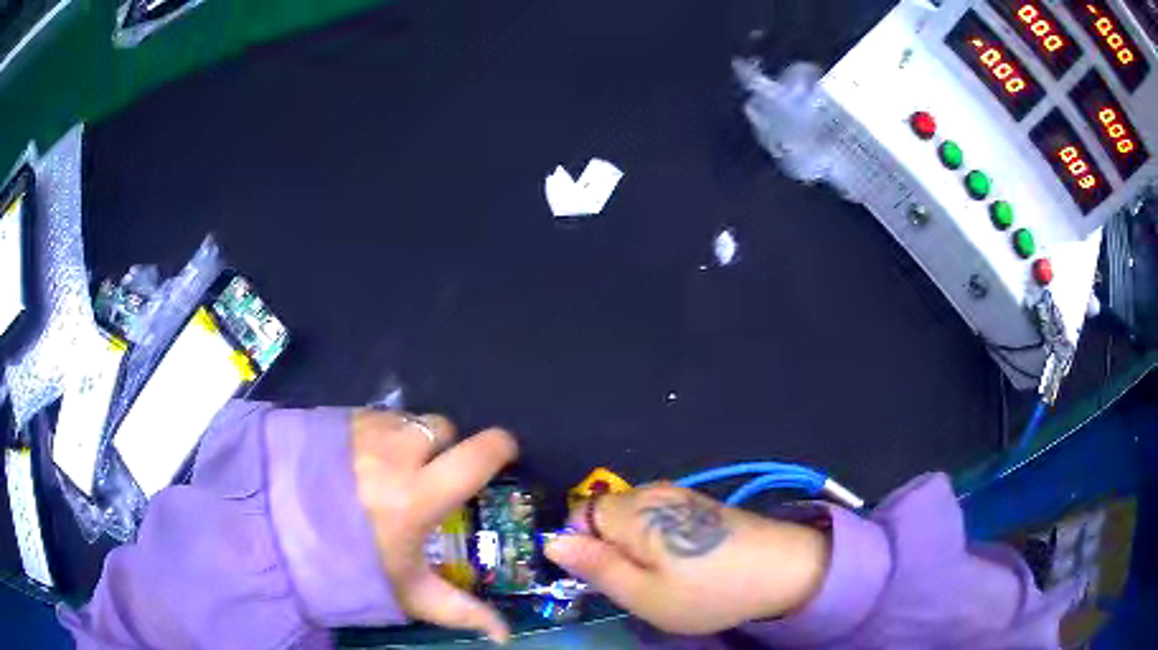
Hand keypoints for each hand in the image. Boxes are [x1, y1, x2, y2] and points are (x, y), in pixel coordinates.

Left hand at [351, 410, 517, 642]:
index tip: (503, 455)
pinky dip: (379, 434)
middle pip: (443, 428)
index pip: (477, 454)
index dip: (500, 448)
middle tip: (432, 475)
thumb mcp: (407, 592)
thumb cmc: (348, 566)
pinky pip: (374, 417)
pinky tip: (360, 461)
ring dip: (410, 439)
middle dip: (447, 447)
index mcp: (418, 493)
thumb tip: (505, 636)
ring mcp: (362, 429)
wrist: (274, 532)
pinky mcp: (336, 417)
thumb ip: (460, 611)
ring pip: (407, 419)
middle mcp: (394, 452)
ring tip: (391, 470)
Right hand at [545, 483, 829, 634]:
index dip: (580, 548)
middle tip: (634, 584)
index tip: (600, 579)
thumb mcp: (643, 595)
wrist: (783, 569)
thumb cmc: (708, 590)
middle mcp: (652, 492)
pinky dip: (656, 542)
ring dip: (632, 548)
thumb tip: (552, 543)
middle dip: (607, 549)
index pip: (578, 516)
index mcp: (633, 512)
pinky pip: (656, 519)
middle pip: (603, 516)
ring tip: (660, 578)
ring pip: (630, 520)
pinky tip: (682, 564)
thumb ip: (595, 567)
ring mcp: (678, 495)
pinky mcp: (697, 504)